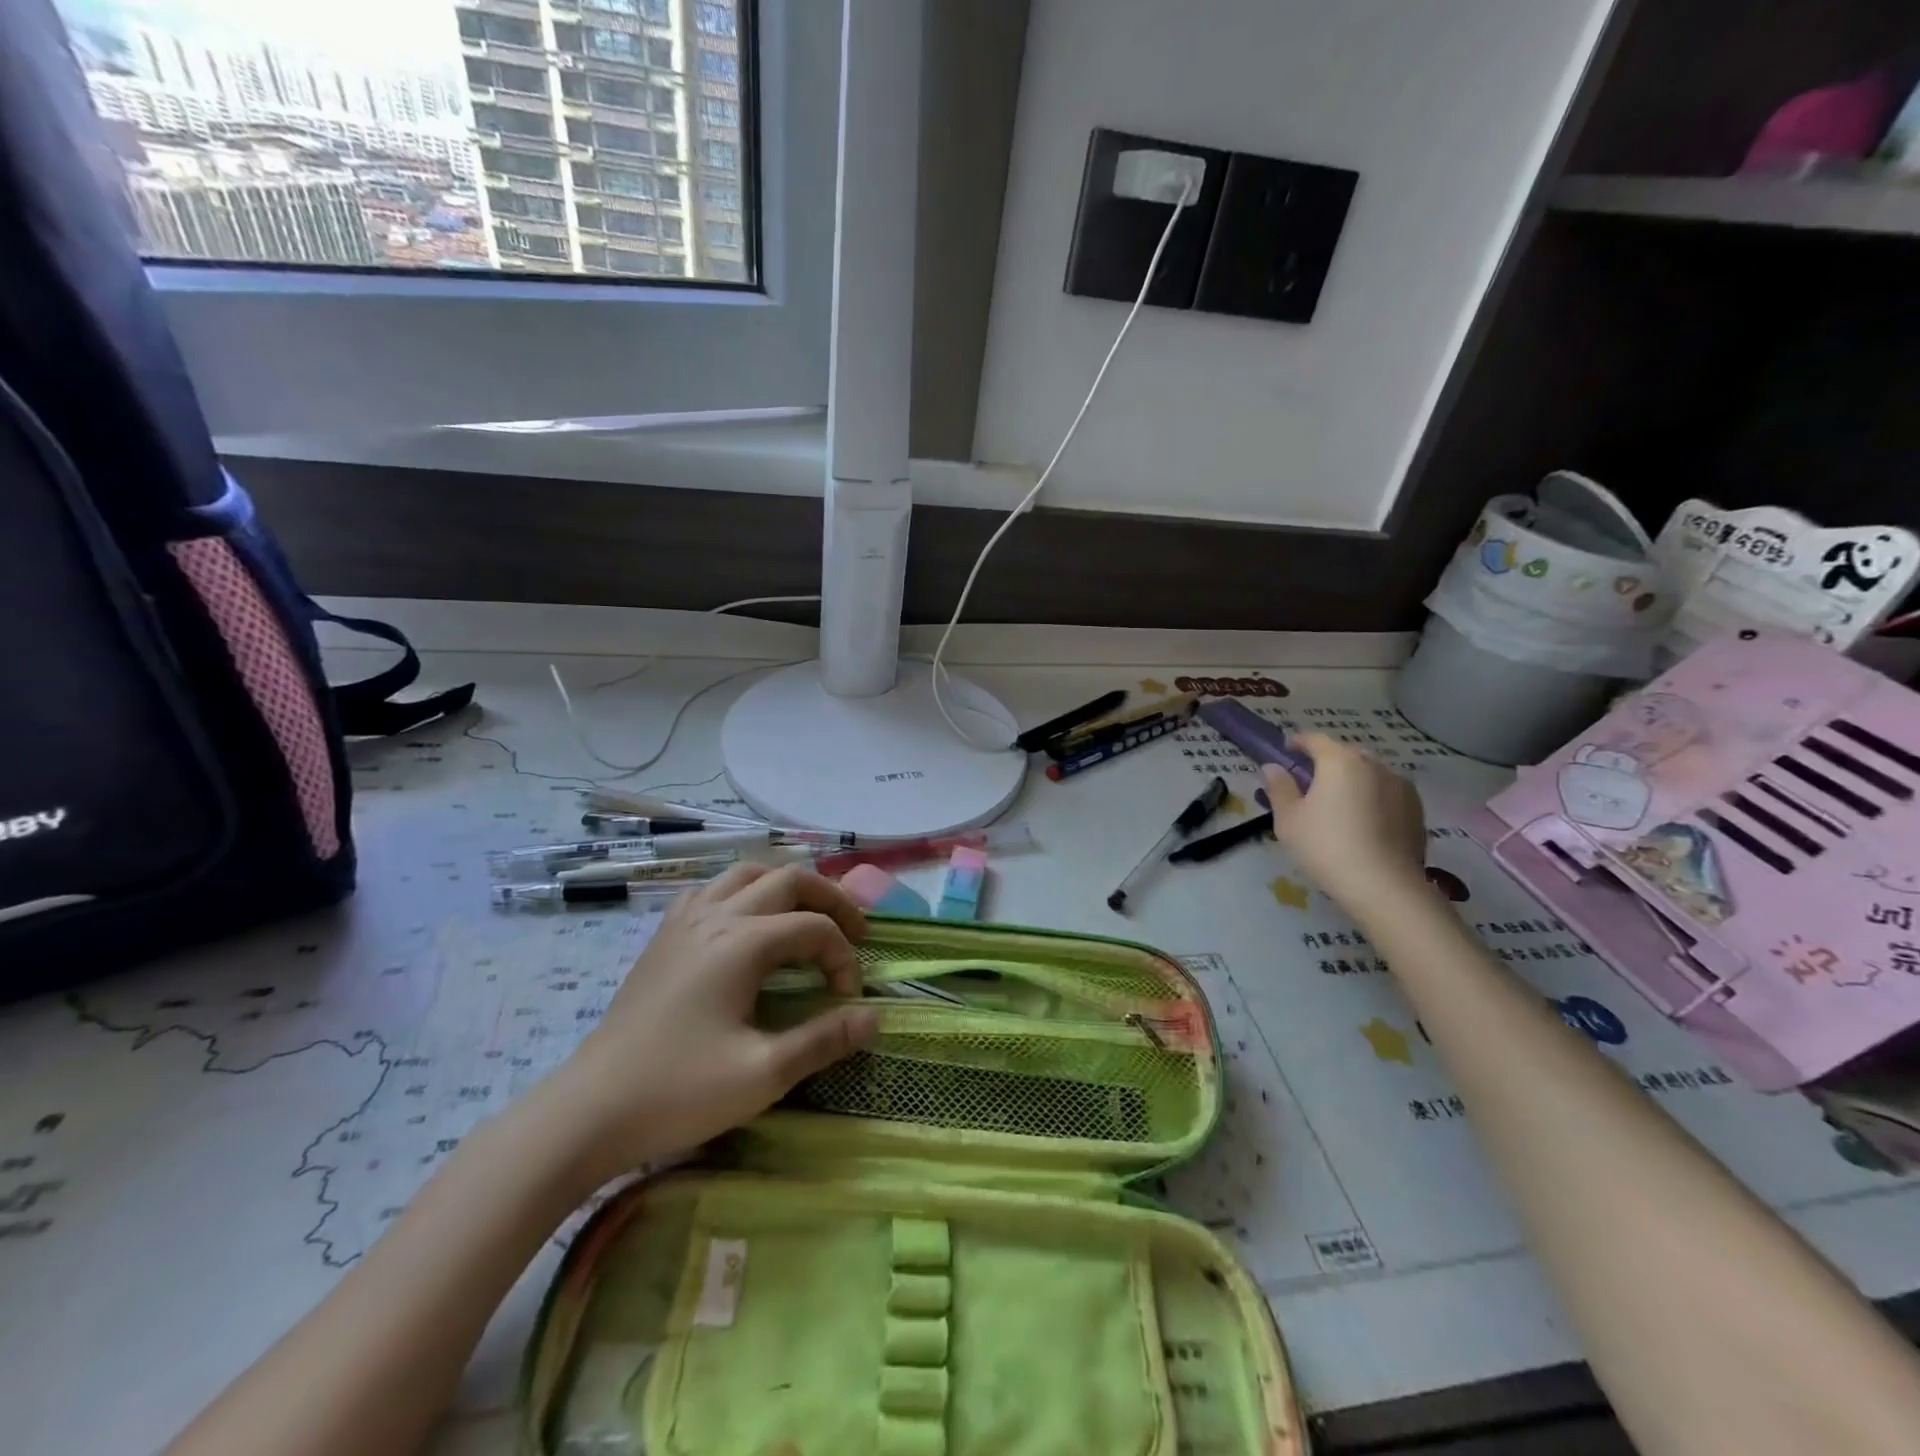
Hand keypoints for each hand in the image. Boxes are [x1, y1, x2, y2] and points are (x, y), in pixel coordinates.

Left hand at [539, 864, 879, 1186]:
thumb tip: (874, 1017)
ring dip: (786, 887)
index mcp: (742, 943)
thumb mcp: (763, 1073)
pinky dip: (741, 892)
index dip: (843, 957)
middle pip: (787, 879)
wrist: (590, 1110)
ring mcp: (684, 921)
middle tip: (853, 931)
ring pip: (747, 873)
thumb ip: (824, 1039)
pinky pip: (710, 889)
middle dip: (829, 899)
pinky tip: (744, 922)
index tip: (848, 999)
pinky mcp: (664, 936)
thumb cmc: (679, 1091)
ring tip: (806, 916)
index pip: (814, 928)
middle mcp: (716, 917)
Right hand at [1263, 733, 1428, 908]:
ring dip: (1353, 780)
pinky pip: (1387, 793)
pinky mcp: (1417, 809)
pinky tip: (1364, 821)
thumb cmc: (1326, 846)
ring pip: (1369, 773)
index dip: (1298, 742)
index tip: (1286, 750)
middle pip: (1345, 754)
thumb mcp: (1288, 819)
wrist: (1384, 886)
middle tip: (1310, 781)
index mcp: (1340, 761)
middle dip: (1327, 761)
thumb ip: (1279, 788)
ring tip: (1339, 803)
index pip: (1315, 740)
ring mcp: (1401, 786)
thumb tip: (1273, 767)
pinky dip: (1372, 798)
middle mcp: (1374, 765)